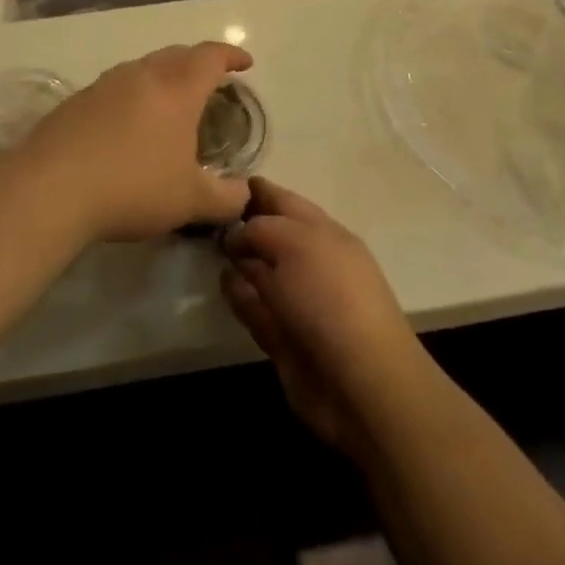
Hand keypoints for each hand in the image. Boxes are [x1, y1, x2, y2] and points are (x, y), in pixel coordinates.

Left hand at [19, 42, 253, 242]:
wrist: (50, 188)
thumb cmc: (133, 187)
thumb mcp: (190, 201)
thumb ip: (226, 198)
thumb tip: (243, 193)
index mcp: (177, 89)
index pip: (211, 57)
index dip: (232, 56)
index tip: (245, 64)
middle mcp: (142, 75)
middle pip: (177, 54)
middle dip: (198, 63)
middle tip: (210, 82)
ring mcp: (105, 84)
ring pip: (143, 68)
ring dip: (163, 77)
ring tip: (170, 103)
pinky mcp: (77, 100)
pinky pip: (116, 87)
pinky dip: (133, 96)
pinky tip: (128, 125)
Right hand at [220, 179, 428, 455]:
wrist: (360, 381)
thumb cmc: (330, 297)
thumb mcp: (293, 245)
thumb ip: (260, 230)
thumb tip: (235, 235)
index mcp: (323, 232)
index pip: (285, 201)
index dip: (257, 191)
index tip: (222, 182)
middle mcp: (312, 262)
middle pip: (272, 235)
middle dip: (244, 224)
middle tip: (205, 214)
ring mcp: (300, 302)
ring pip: (263, 273)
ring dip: (240, 261)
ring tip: (208, 247)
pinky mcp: (286, 339)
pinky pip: (257, 310)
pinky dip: (240, 297)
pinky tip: (223, 284)